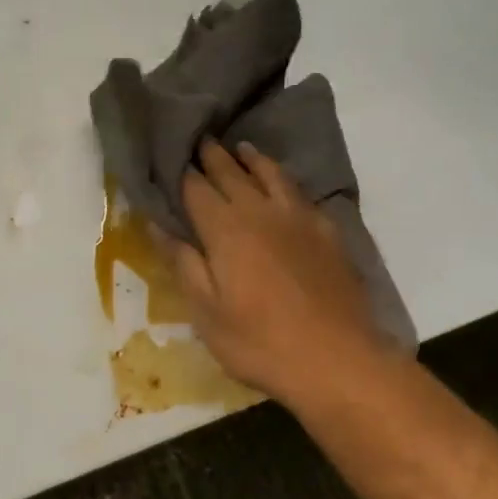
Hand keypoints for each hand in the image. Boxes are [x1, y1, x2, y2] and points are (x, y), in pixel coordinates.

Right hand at [164, 140, 391, 410]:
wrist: (337, 359)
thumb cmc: (259, 343)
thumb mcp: (207, 313)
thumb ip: (183, 264)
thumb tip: (159, 225)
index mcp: (225, 230)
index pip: (196, 189)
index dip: (181, 171)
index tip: (171, 155)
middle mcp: (260, 212)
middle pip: (232, 173)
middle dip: (213, 156)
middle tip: (201, 139)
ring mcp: (299, 219)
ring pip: (271, 175)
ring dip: (252, 159)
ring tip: (241, 148)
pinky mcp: (328, 232)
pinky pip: (300, 193)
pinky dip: (284, 180)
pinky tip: (284, 187)